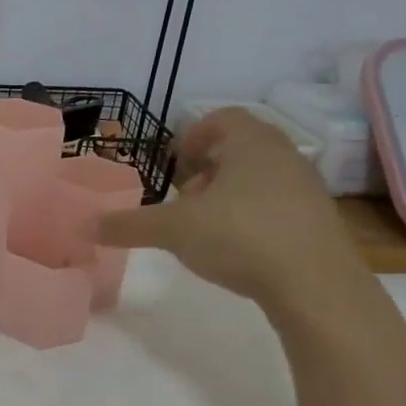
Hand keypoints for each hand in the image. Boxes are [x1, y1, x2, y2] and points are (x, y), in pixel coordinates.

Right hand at [95, 108, 362, 310]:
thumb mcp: (174, 230)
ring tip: (207, 225)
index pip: (222, 118)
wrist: (317, 286)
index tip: (176, 163)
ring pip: (260, 176)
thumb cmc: (241, 237)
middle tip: (185, 197)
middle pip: (241, 147)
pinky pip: (278, 203)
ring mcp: (307, 187)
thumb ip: (129, 225)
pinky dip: (253, 215)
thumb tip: (85, 225)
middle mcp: (284, 155)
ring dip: (230, 193)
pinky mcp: (319, 220)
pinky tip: (239, 247)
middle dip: (209, 169)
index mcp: (251, 142)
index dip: (194, 135)